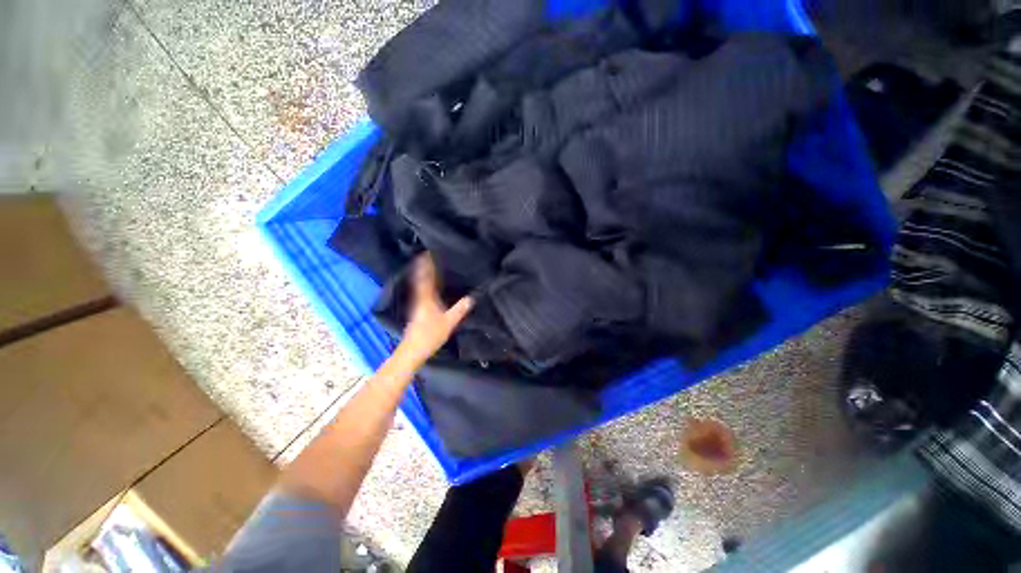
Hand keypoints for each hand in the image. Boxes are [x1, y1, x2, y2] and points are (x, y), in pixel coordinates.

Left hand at [394, 253, 473, 368]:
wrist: (413, 350)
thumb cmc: (430, 335)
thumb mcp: (449, 322)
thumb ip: (460, 309)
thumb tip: (472, 297)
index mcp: (427, 298)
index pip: (426, 277)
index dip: (425, 265)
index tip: (427, 253)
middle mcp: (419, 298)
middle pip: (420, 279)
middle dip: (423, 267)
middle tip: (426, 256)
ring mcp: (416, 305)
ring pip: (418, 286)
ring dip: (421, 275)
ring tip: (426, 267)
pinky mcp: (416, 312)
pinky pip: (419, 293)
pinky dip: (422, 285)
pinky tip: (427, 287)